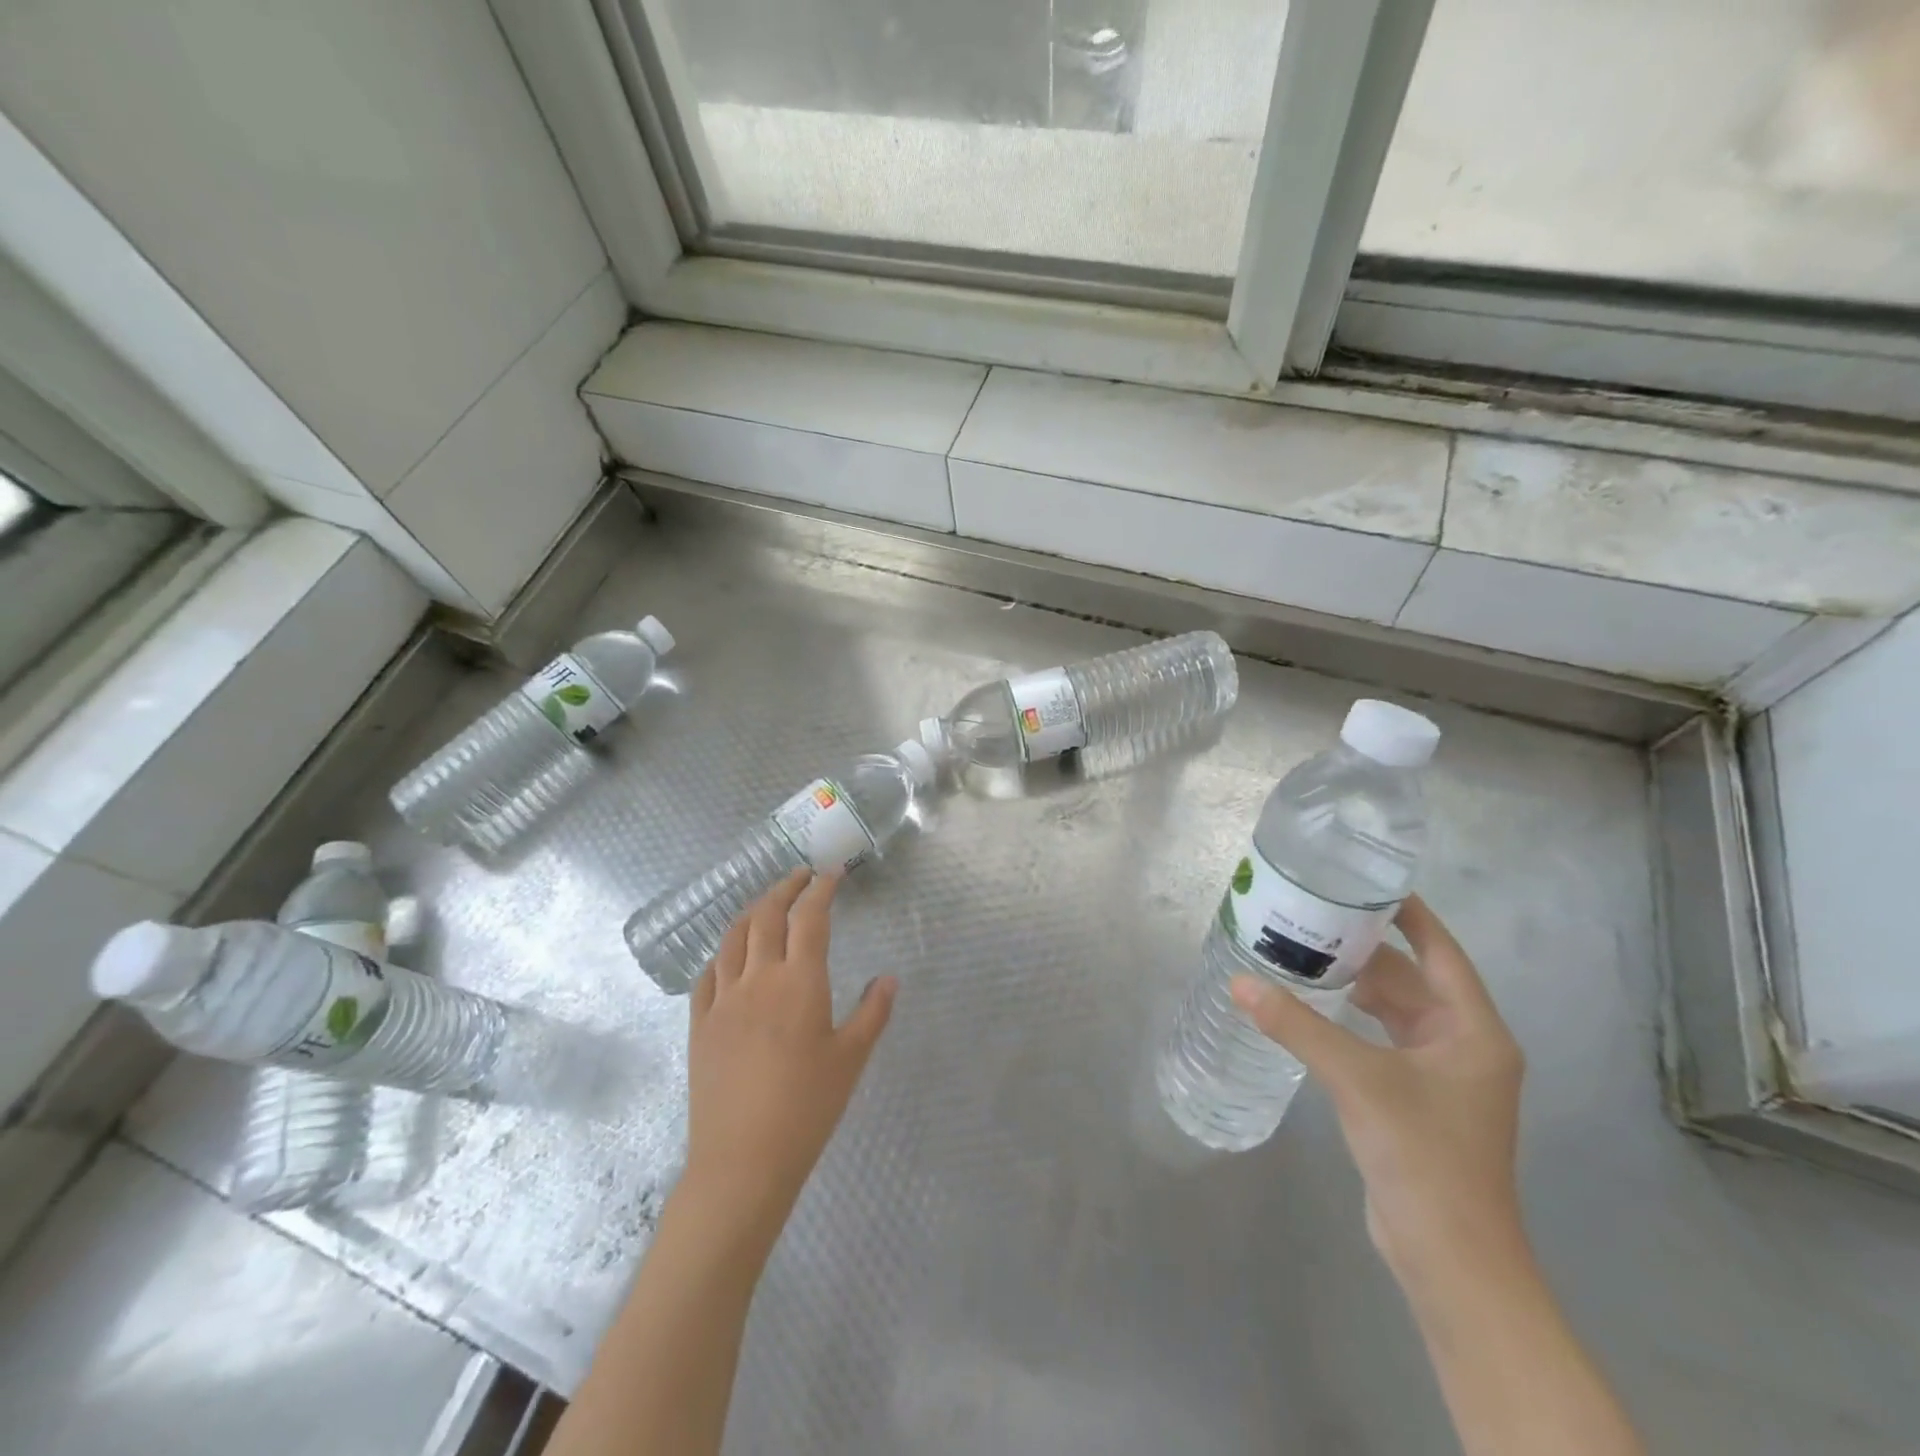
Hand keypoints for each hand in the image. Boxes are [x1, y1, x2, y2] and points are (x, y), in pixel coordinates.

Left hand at [681, 870, 896, 1245]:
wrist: (742, 1161)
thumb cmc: (807, 1108)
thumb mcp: (851, 1059)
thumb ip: (873, 1012)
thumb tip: (889, 978)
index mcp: (799, 982)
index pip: (809, 918)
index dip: (820, 889)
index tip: (831, 873)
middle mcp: (757, 979)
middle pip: (766, 916)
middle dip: (785, 888)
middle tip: (801, 877)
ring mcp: (722, 1000)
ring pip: (732, 938)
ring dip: (751, 911)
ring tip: (766, 904)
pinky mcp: (699, 1024)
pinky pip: (707, 974)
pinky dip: (722, 952)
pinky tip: (730, 955)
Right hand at [1230, 895, 1525, 1284]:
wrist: (1449, 1258)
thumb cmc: (1423, 1157)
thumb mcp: (1358, 1081)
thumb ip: (1298, 1026)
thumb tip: (1240, 982)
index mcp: (1474, 1031)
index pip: (1441, 951)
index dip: (1408, 913)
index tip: (1364, 882)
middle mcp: (1464, 1045)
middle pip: (1412, 978)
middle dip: (1364, 948)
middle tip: (1310, 914)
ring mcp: (1440, 1074)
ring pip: (1394, 1010)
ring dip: (1354, 983)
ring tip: (1302, 951)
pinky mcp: (1415, 1098)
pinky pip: (1380, 1038)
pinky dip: (1350, 1018)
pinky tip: (1311, 1006)